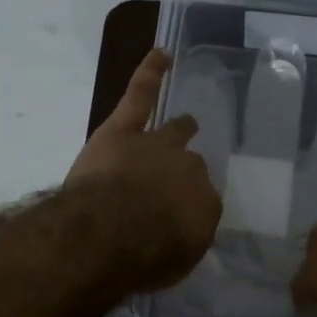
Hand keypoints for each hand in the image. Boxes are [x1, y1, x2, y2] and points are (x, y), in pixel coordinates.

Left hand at [66, 49, 221, 290]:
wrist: (111, 231)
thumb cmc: (145, 257)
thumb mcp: (177, 262)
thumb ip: (181, 241)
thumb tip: (178, 230)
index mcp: (204, 204)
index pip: (202, 201)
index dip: (188, 208)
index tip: (177, 219)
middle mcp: (188, 170)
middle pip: (192, 165)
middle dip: (185, 172)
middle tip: (175, 183)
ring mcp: (156, 144)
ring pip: (173, 131)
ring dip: (180, 129)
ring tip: (186, 123)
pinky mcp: (124, 128)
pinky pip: (141, 94)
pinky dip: (151, 72)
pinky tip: (162, 55)